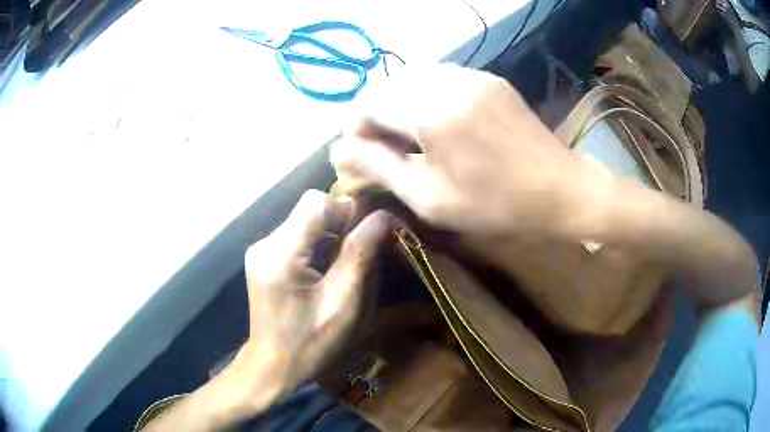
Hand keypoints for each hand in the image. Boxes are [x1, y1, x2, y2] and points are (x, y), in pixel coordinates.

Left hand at [142, 191, 391, 431]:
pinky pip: (298, 236)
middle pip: (310, 209)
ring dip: (331, 237)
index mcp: (280, 254)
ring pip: (306, 222)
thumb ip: (361, 256)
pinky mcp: (265, 257)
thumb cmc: (310, 344)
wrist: (273, 366)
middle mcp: (265, 243)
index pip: (316, 203)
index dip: (346, 212)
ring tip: (343, 269)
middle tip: (358, 258)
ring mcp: (262, 249)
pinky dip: (319, 246)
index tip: (366, 238)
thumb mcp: (343, 304)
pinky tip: (325, 273)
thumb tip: (384, 216)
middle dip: (341, 226)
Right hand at [332, 64, 609, 239]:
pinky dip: (426, 96)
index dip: (355, 126)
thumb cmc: (496, 204)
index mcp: (430, 109)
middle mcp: (447, 80)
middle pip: (388, 85)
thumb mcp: (430, 197)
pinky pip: (441, 78)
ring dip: (400, 103)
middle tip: (382, 147)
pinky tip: (437, 122)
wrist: (561, 189)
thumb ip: (380, 168)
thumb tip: (341, 150)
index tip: (360, 152)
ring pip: (413, 78)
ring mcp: (472, 75)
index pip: (368, 102)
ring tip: (408, 136)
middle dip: (375, 114)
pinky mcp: (488, 79)